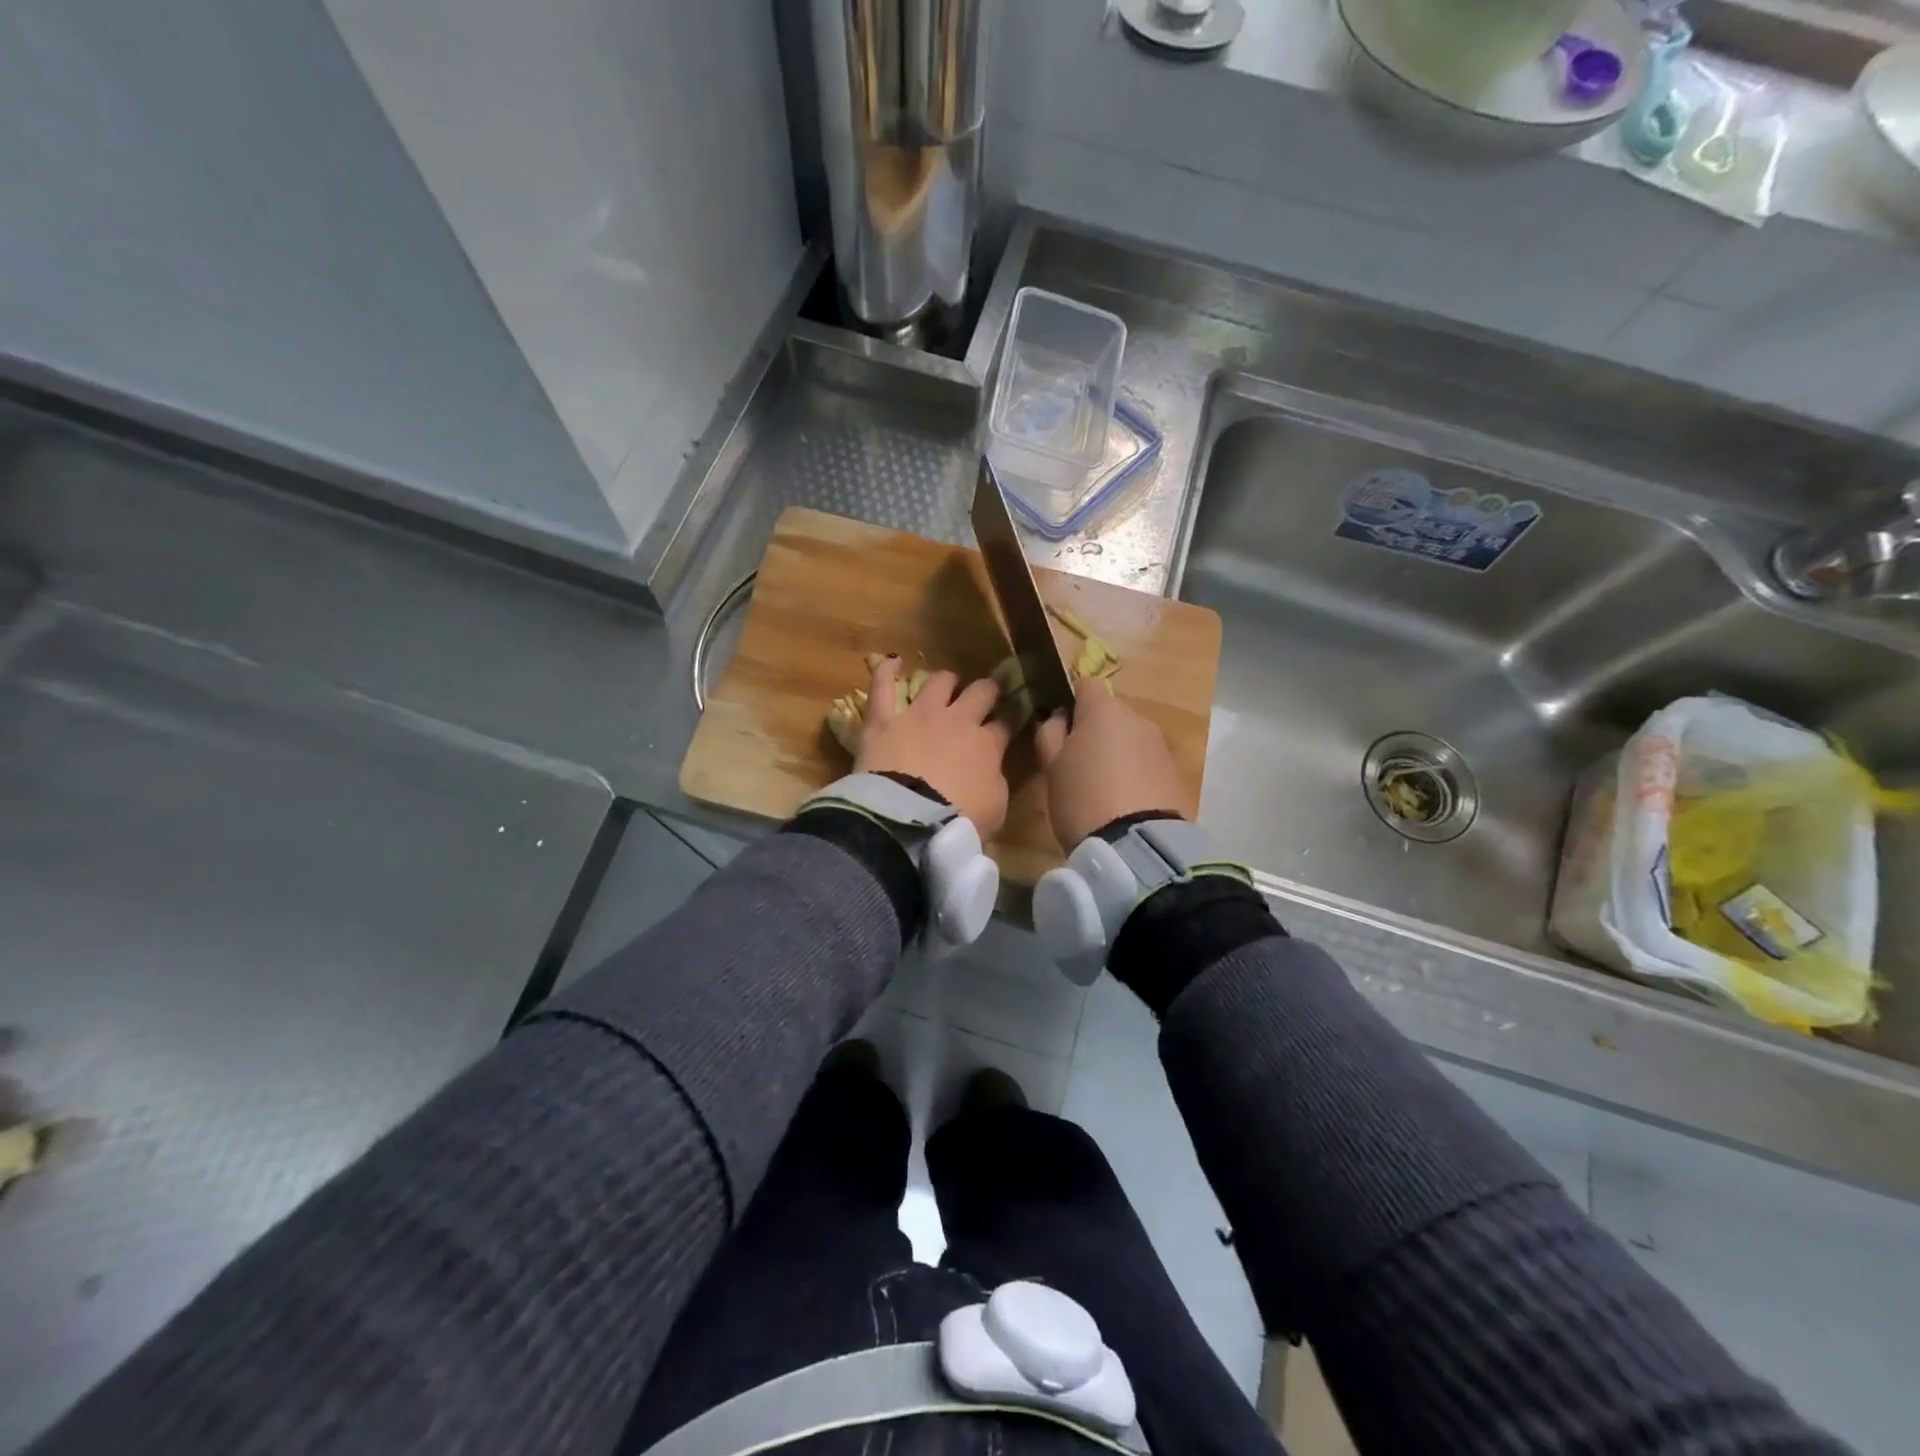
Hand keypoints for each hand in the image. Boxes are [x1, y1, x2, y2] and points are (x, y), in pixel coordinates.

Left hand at [856, 659, 1012, 837]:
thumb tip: (992, 768)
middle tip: (990, 692)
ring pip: (939, 682)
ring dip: (947, 681)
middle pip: (980, 692)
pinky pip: (882, 688)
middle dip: (989, 689)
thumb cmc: (958, 820)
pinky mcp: (884, 720)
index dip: (1014, 714)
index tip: (1017, 711)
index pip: (1007, 721)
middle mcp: (957, 720)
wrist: (908, 820)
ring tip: (949, 683)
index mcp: (987, 744)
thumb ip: (996, 780)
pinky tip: (891, 662)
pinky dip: (885, 673)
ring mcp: (919, 715)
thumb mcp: (995, 808)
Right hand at [1034, 681, 1188, 850]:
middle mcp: (1138, 720)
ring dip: (1118, 756)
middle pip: (1111, 716)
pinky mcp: (1177, 775)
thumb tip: (1059, 717)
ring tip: (1104, 792)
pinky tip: (1126, 805)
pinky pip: (1148, 766)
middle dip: (1096, 734)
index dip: (1072, 703)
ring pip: (1131, 741)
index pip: (1086, 685)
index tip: (1062, 729)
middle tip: (1079, 768)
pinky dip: (1137, 776)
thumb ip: (1051, 734)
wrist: (1137, 845)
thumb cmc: (1082, 799)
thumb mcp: (1051, 768)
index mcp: (1104, 711)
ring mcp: (1161, 747)